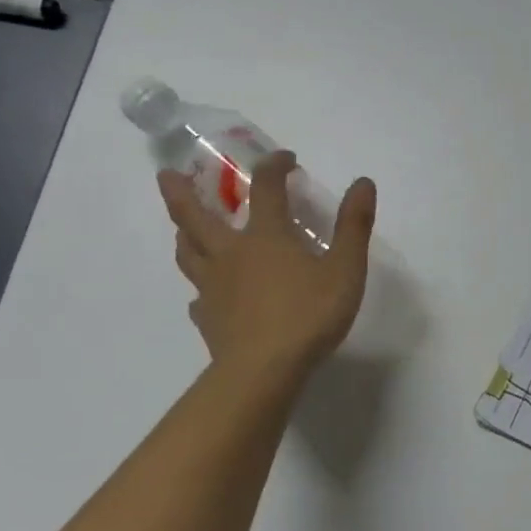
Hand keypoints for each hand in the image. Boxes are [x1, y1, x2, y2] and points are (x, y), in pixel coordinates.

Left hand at [159, 152, 376, 386]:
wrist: (265, 370)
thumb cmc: (308, 315)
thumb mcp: (345, 270)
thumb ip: (354, 226)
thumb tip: (363, 183)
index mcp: (265, 236)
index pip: (266, 187)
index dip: (274, 166)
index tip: (286, 159)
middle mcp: (231, 254)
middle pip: (195, 215)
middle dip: (180, 191)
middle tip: (167, 174)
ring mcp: (213, 287)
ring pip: (187, 253)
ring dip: (183, 234)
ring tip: (182, 229)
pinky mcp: (207, 319)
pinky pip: (197, 298)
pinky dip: (200, 290)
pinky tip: (205, 297)